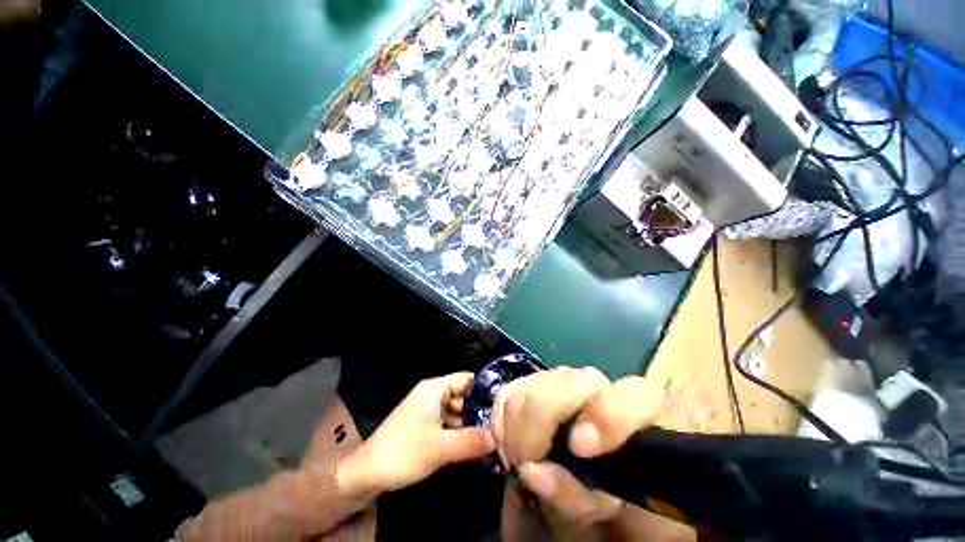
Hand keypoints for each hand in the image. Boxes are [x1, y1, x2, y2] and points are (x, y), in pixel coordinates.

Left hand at [336, 372, 495, 499]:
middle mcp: (431, 394)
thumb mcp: (441, 448)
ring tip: (491, 436)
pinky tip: (471, 445)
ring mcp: (426, 410)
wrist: (366, 474)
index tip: (503, 402)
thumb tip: (498, 438)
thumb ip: (471, 441)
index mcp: (434, 388)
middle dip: (478, 409)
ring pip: (455, 411)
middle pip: (462, 395)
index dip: (484, 387)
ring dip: (469, 423)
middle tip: (500, 424)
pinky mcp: (423, 425)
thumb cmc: (404, 452)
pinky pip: (446, 423)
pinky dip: (458, 431)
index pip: (466, 379)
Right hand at [491, 367, 662, 524]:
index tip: (579, 448)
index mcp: (632, 413)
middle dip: (536, 426)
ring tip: (519, 458)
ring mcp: (560, 377)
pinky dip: (500, 418)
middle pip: (564, 383)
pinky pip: (508, 390)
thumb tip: (533, 470)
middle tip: (526, 463)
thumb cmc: (597, 488)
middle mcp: (595, 384)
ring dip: (516, 428)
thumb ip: (574, 493)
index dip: (606, 416)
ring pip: (531, 386)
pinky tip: (507, 441)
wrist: (577, 471)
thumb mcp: (597, 503)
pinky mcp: (531, 379)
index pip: (635, 395)